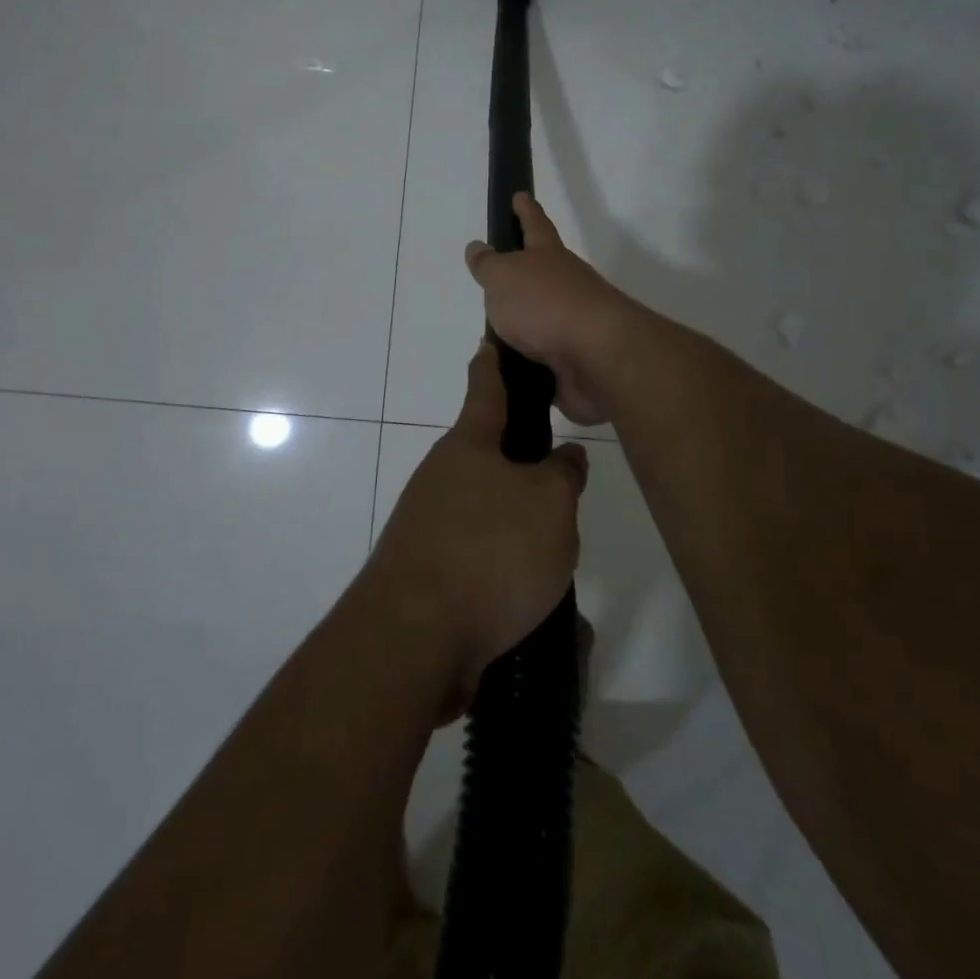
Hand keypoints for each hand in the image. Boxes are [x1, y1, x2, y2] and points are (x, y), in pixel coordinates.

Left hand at [363, 341, 589, 708]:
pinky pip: (479, 561)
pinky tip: (534, 601)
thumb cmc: (489, 552)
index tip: (492, 339)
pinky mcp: (428, 574)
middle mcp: (442, 478)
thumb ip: (564, 475)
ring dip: (521, 531)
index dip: (494, 362)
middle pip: (490, 459)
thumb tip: (565, 457)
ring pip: (489, 515)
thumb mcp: (550, 505)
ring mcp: (429, 526)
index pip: (485, 388)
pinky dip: (507, 574)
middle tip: (566, 489)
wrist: (412, 639)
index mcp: (469, 446)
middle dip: (525, 470)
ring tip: (559, 559)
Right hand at [464, 193, 634, 425]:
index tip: (520, 196)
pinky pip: (544, 358)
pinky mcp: (575, 360)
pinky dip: (527, 362)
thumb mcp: (503, 277)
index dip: (525, 210)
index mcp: (548, 257)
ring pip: (542, 319)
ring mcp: (574, 323)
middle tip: (497, 280)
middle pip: (543, 274)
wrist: (597, 356)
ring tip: (493, 336)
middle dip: (523, 276)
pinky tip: (509, 371)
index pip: (534, 225)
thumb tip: (477, 247)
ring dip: (522, 326)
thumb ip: (488, 264)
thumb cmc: (545, 304)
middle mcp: (566, 285)